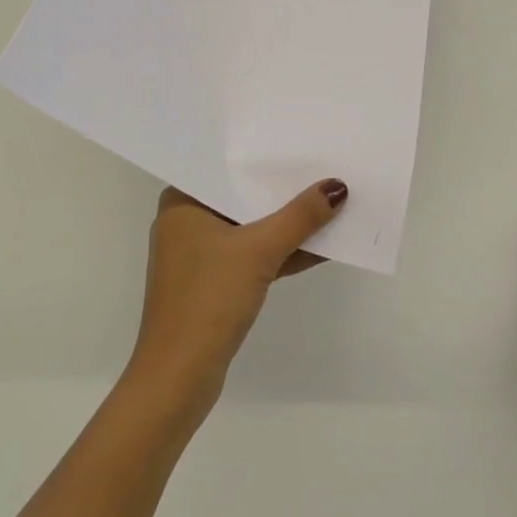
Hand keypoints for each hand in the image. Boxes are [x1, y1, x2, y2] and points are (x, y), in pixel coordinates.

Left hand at [127, 179, 348, 410]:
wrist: (179, 375)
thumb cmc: (209, 298)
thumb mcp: (259, 250)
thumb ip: (300, 217)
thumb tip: (337, 187)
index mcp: (182, 202)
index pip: (227, 167)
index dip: (264, 156)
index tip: (300, 141)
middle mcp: (187, 222)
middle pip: (243, 197)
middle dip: (282, 190)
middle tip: (324, 166)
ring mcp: (200, 255)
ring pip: (251, 228)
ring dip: (288, 224)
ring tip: (332, 204)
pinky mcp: (215, 283)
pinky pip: (253, 256)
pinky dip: (281, 252)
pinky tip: (321, 246)